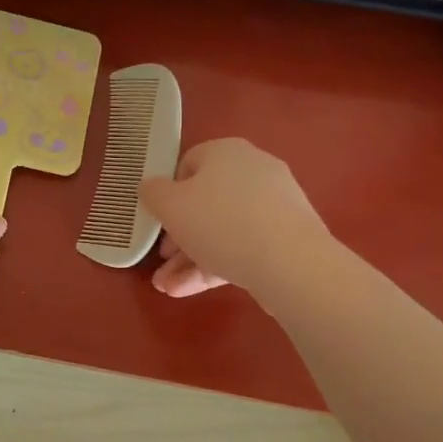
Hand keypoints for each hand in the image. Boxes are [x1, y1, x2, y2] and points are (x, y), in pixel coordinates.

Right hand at [139, 138, 328, 298]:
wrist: (290, 263)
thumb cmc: (220, 223)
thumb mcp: (170, 206)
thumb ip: (153, 193)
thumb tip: (152, 187)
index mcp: (225, 152)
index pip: (188, 164)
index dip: (168, 193)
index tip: (158, 220)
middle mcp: (253, 170)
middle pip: (205, 202)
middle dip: (178, 236)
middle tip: (163, 260)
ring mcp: (274, 204)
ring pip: (223, 230)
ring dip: (191, 258)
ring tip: (167, 288)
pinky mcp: (287, 236)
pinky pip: (244, 246)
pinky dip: (217, 264)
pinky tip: (191, 290)